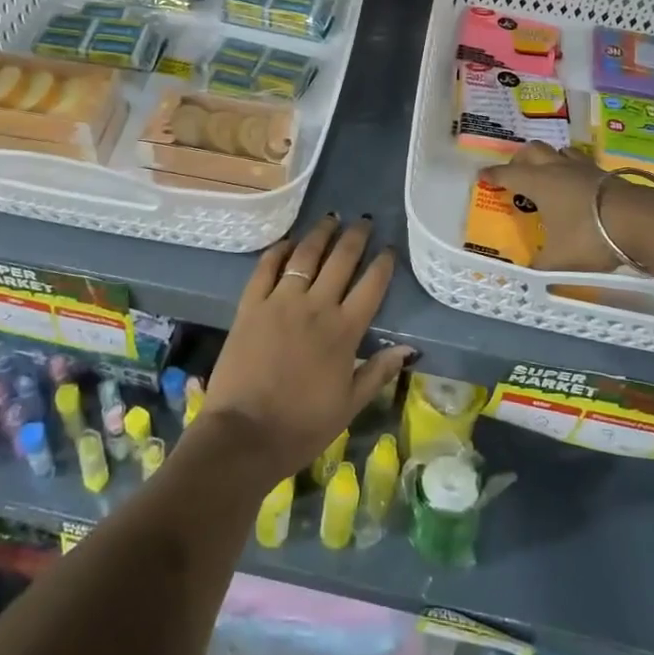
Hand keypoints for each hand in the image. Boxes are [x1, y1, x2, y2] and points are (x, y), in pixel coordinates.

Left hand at [206, 215, 413, 482]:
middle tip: (363, 221)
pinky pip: (266, 267)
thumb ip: (378, 371)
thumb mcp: (349, 405)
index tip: (388, 250)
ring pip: (305, 255)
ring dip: (320, 234)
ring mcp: (280, 301)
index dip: (382, 264)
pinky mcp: (251, 305)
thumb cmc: (302, 427)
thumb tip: (409, 349)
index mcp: (344, 331)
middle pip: (341, 260)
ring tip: (331, 219)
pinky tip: (287, 242)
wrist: (245, 435)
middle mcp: (316, 306)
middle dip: (355, 237)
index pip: (371, 286)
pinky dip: (278, 250)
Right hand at [483, 143, 653, 270]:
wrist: (641, 221)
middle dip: (520, 159)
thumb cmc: (589, 235)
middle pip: (533, 150)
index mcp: (538, 183)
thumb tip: (528, 275)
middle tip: (516, 173)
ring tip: (549, 176)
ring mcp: (584, 169)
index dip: (493, 175)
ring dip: (550, 160)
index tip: (482, 176)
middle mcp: (558, 169)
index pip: (508, 173)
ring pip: (560, 152)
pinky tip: (579, 187)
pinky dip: (574, 171)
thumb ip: (541, 265)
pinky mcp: (607, 174)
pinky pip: (582, 164)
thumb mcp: (559, 259)